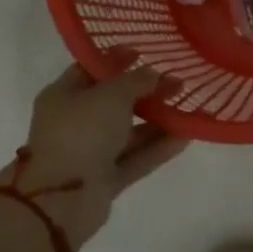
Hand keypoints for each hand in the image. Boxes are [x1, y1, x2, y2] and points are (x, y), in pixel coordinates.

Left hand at [0, 56, 187, 251]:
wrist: (62, 199)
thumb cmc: (81, 133)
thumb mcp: (111, 95)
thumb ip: (136, 81)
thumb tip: (154, 74)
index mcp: (63, 95)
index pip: (91, 69)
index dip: (117, 59)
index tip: (144, 52)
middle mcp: (75, 122)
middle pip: (115, 101)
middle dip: (147, 91)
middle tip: (178, 82)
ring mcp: (90, 152)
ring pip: (129, 131)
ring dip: (158, 120)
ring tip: (190, 107)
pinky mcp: (105, 178)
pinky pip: (136, 157)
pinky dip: (158, 147)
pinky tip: (186, 136)